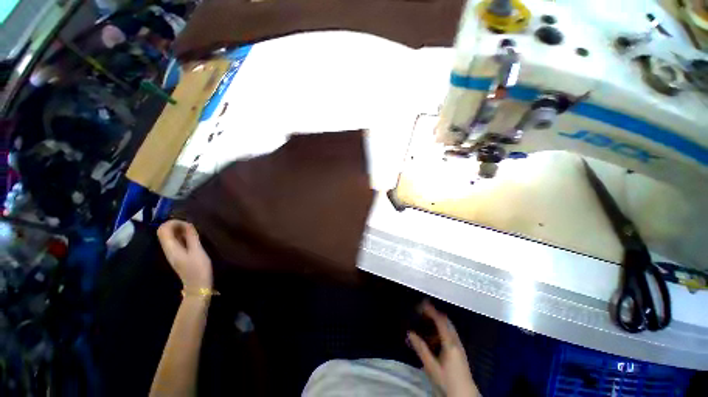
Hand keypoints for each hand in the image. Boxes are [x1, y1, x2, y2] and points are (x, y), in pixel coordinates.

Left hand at [157, 220, 212, 288]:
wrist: (197, 286)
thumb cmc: (198, 268)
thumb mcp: (197, 251)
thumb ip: (192, 237)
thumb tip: (188, 224)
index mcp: (171, 248)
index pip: (163, 229)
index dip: (174, 222)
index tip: (188, 223)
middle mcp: (168, 249)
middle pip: (165, 232)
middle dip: (177, 225)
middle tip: (192, 226)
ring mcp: (172, 253)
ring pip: (170, 236)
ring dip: (180, 230)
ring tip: (195, 230)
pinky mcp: (178, 255)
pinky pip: (176, 241)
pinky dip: (183, 236)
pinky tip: (193, 238)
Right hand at [408, 301, 479, 396]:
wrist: (465, 396)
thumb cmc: (447, 381)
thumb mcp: (431, 367)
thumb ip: (421, 349)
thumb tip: (410, 333)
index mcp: (450, 343)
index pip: (440, 321)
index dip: (431, 310)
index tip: (422, 303)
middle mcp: (456, 341)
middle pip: (446, 321)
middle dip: (434, 314)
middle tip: (422, 311)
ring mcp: (459, 346)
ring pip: (448, 327)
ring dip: (437, 322)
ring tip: (424, 323)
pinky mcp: (459, 351)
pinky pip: (449, 334)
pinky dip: (440, 330)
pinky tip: (432, 338)